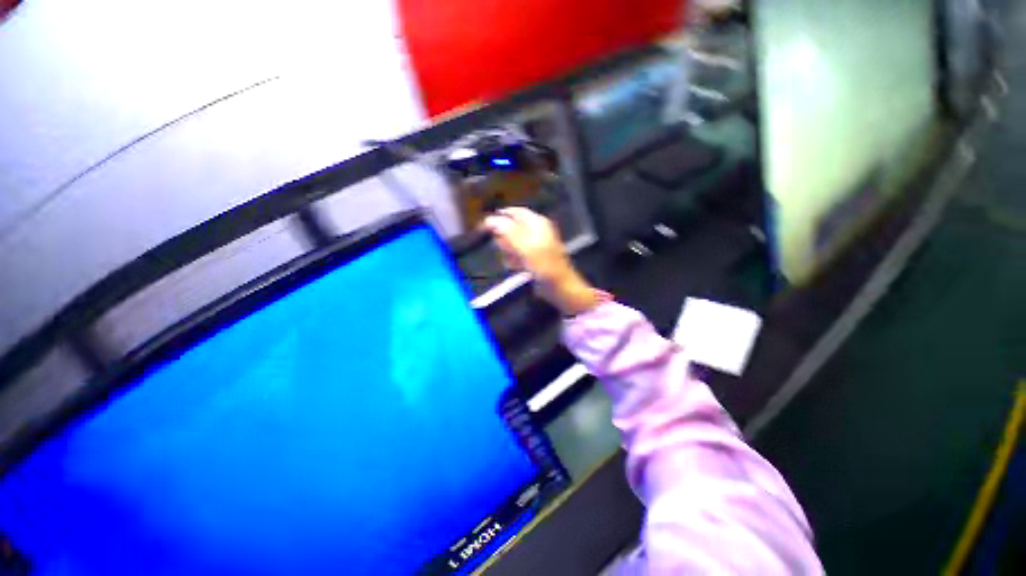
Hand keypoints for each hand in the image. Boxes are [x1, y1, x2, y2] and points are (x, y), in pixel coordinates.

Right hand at [482, 207, 603, 315]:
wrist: (559, 287)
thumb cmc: (544, 266)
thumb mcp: (525, 247)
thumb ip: (507, 232)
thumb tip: (490, 219)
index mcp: (537, 223)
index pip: (514, 212)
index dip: (499, 217)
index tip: (485, 226)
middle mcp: (536, 230)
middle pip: (512, 228)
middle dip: (505, 239)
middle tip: (504, 249)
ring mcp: (535, 244)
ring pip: (513, 242)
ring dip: (509, 251)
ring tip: (513, 261)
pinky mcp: (533, 257)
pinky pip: (517, 254)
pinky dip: (514, 259)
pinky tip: (517, 267)